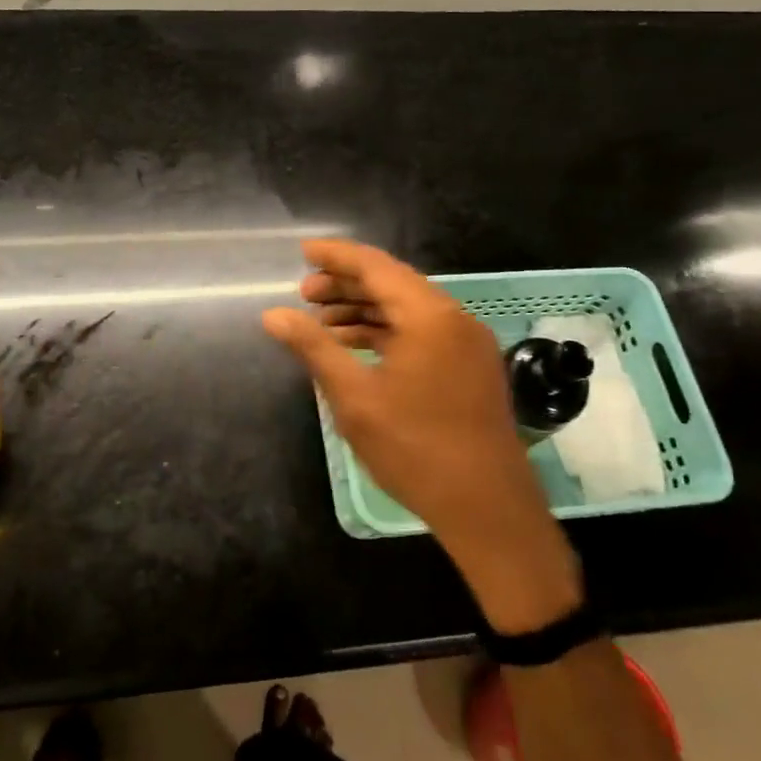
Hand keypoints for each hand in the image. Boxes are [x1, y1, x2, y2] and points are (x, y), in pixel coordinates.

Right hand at [262, 240, 582, 631]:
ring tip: (323, 323)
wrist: (487, 508)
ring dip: (365, 310)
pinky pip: (422, 332)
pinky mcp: (470, 366)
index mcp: (428, 315)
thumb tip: (273, 315)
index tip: (303, 253)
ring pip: (407, 309)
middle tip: (305, 294)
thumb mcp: (354, 397)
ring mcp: (466, 343)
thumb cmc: (415, 448)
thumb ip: (314, 347)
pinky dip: (387, 332)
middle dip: (347, 285)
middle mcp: (453, 318)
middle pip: (393, 283)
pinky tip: (357, 348)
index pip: (376, 266)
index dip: (337, 256)